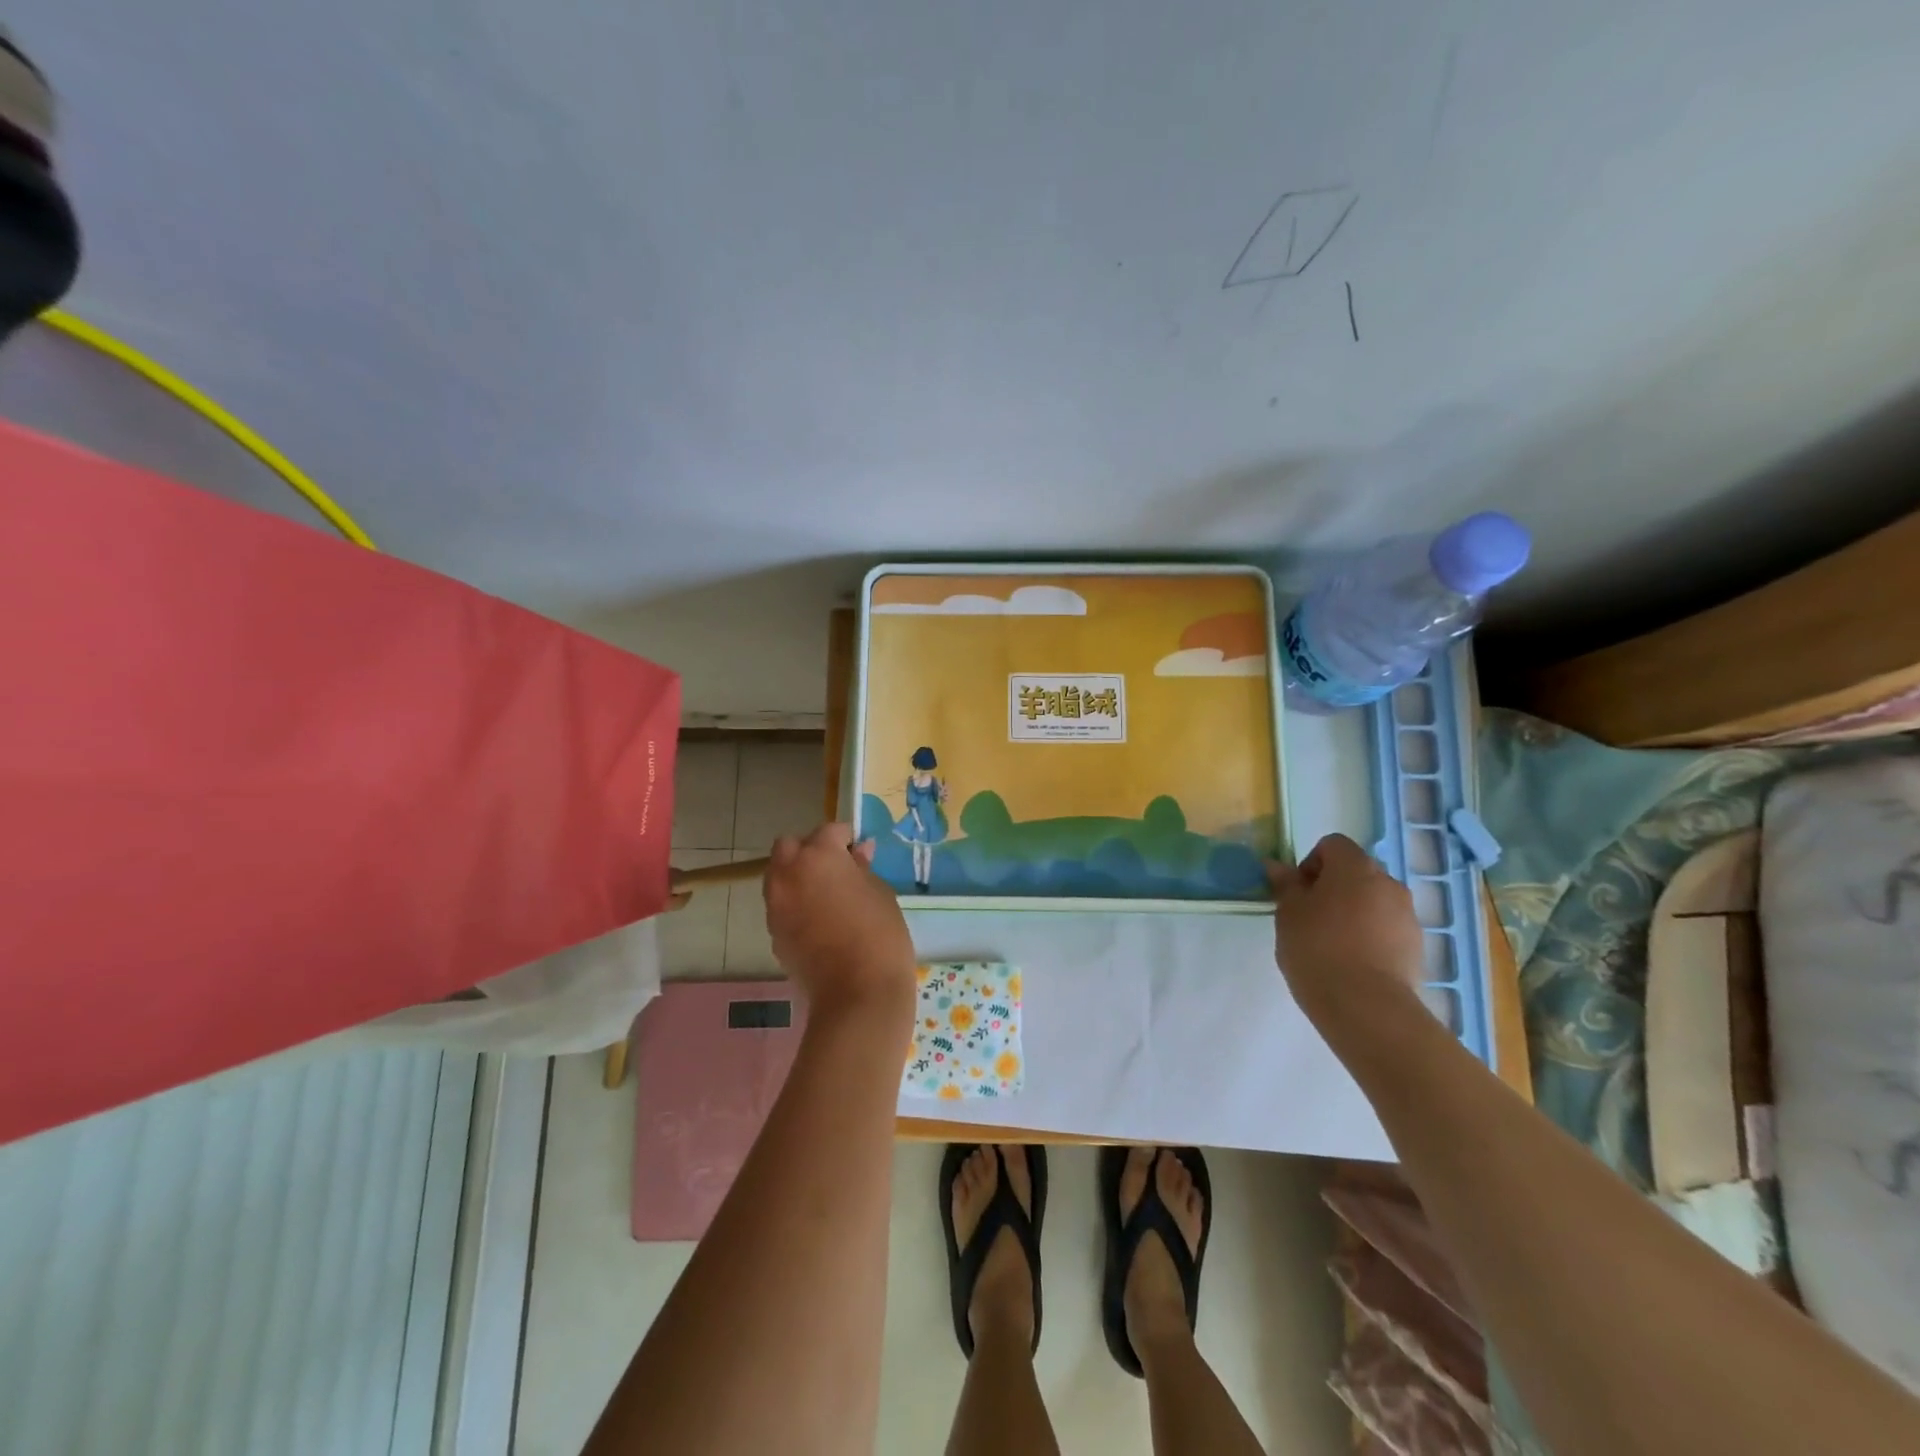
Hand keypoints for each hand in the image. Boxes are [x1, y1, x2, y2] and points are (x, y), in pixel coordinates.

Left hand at [764, 823, 915, 1020]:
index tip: (860, 851)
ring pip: (780, 876)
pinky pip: (782, 905)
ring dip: (798, 876)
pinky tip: (820, 921)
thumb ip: (862, 868)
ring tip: (827, 895)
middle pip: (789, 847)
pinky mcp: (773, 933)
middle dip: (809, 850)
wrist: (858, 994)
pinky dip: (796, 903)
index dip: (846, 838)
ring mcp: (776, 905)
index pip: (829, 830)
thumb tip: (856, 853)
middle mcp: (788, 874)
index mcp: (818, 856)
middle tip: (836, 868)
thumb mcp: (880, 892)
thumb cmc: (880, 934)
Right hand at [1267, 833, 1424, 1028]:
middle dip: (1334, 887)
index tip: (1298, 893)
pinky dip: (1371, 935)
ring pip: (1374, 901)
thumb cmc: (1317, 948)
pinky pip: (1387, 928)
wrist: (1365, 1005)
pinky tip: (1353, 962)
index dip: (1311, 863)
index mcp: (1355, 868)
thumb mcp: (1288, 914)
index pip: (1333, 845)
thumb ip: (1285, 885)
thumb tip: (1276, 866)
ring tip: (1332, 944)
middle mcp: (1388, 883)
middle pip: (1356, 872)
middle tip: (1310, 917)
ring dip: (1354, 912)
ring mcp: (1407, 915)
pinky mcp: (1417, 947)